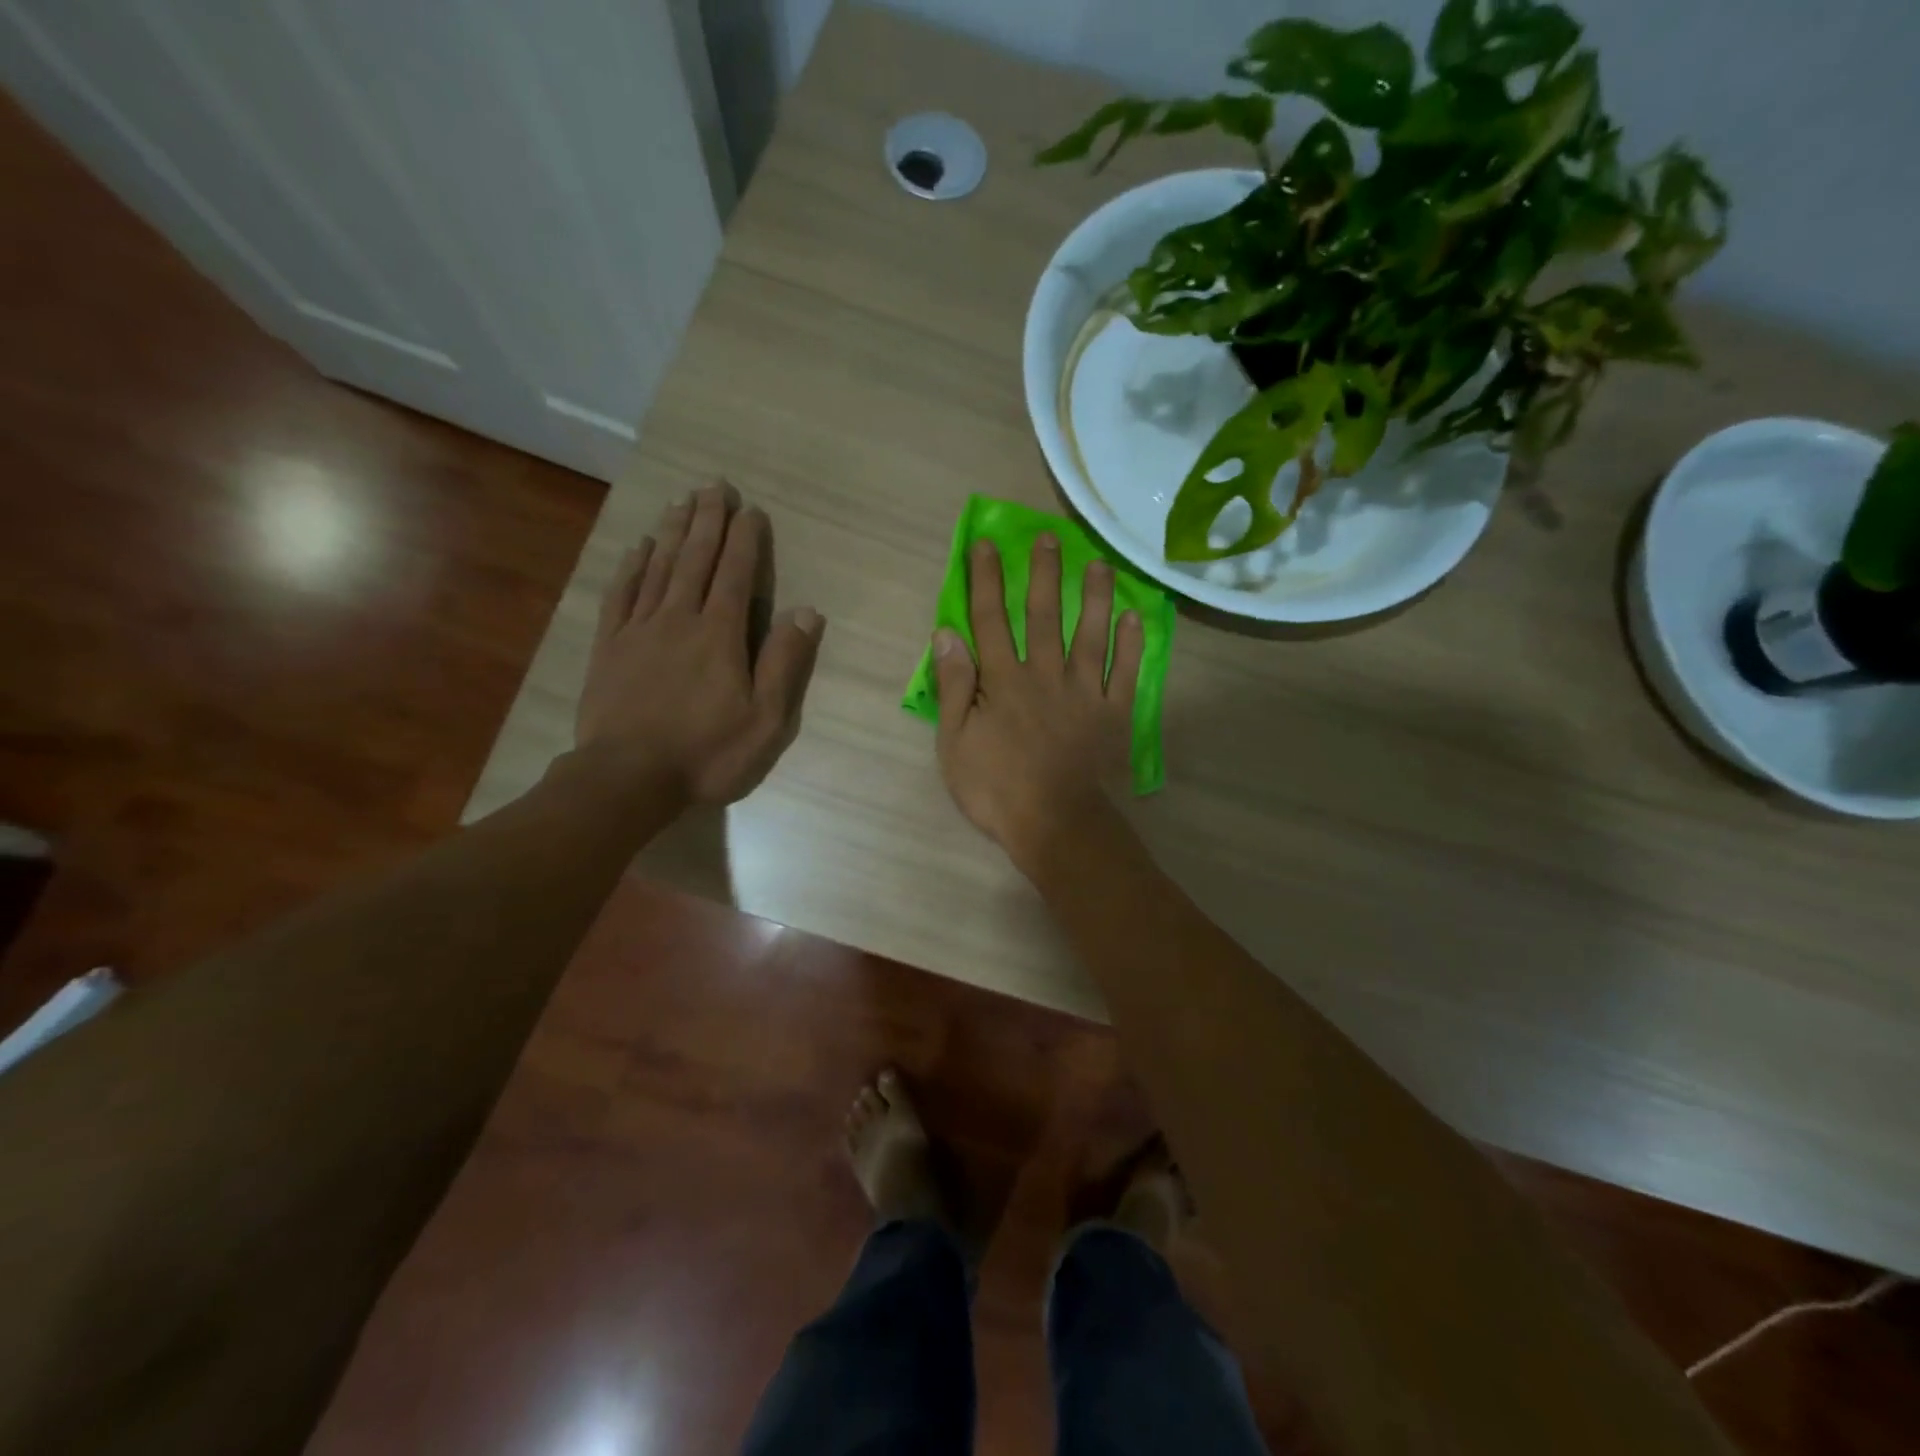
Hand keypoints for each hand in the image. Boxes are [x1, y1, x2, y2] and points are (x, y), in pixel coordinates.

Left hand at [575, 481, 822, 805]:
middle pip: (695, 559)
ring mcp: (639, 630)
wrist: (628, 778)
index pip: (735, 574)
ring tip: (682, 502)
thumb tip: (807, 611)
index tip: (750, 509)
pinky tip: (638, 548)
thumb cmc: (707, 753)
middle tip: (715, 486)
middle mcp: (679, 618)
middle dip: (708, 520)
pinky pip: (621, 595)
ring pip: (658, 568)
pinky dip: (631, 567)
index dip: (745, 539)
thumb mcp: (766, 718)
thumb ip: (785, 662)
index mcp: (720, 634)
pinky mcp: (609, 647)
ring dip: (673, 532)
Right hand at [933, 533, 1143, 877]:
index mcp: (1003, 680)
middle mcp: (1045, 673)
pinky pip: (1126, 671)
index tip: (985, 545)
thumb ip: (953, 687)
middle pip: (1043, 614)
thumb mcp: (954, 743)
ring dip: (1094, 595)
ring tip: (1098, 563)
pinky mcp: (1114, 713)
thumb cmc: (997, 789)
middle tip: (1049, 538)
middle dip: (1043, 573)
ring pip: (1090, 633)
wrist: (1057, 824)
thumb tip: (946, 634)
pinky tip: (1135, 616)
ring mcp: (1085, 691)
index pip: (990, 619)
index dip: (986, 580)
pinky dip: (1132, 643)